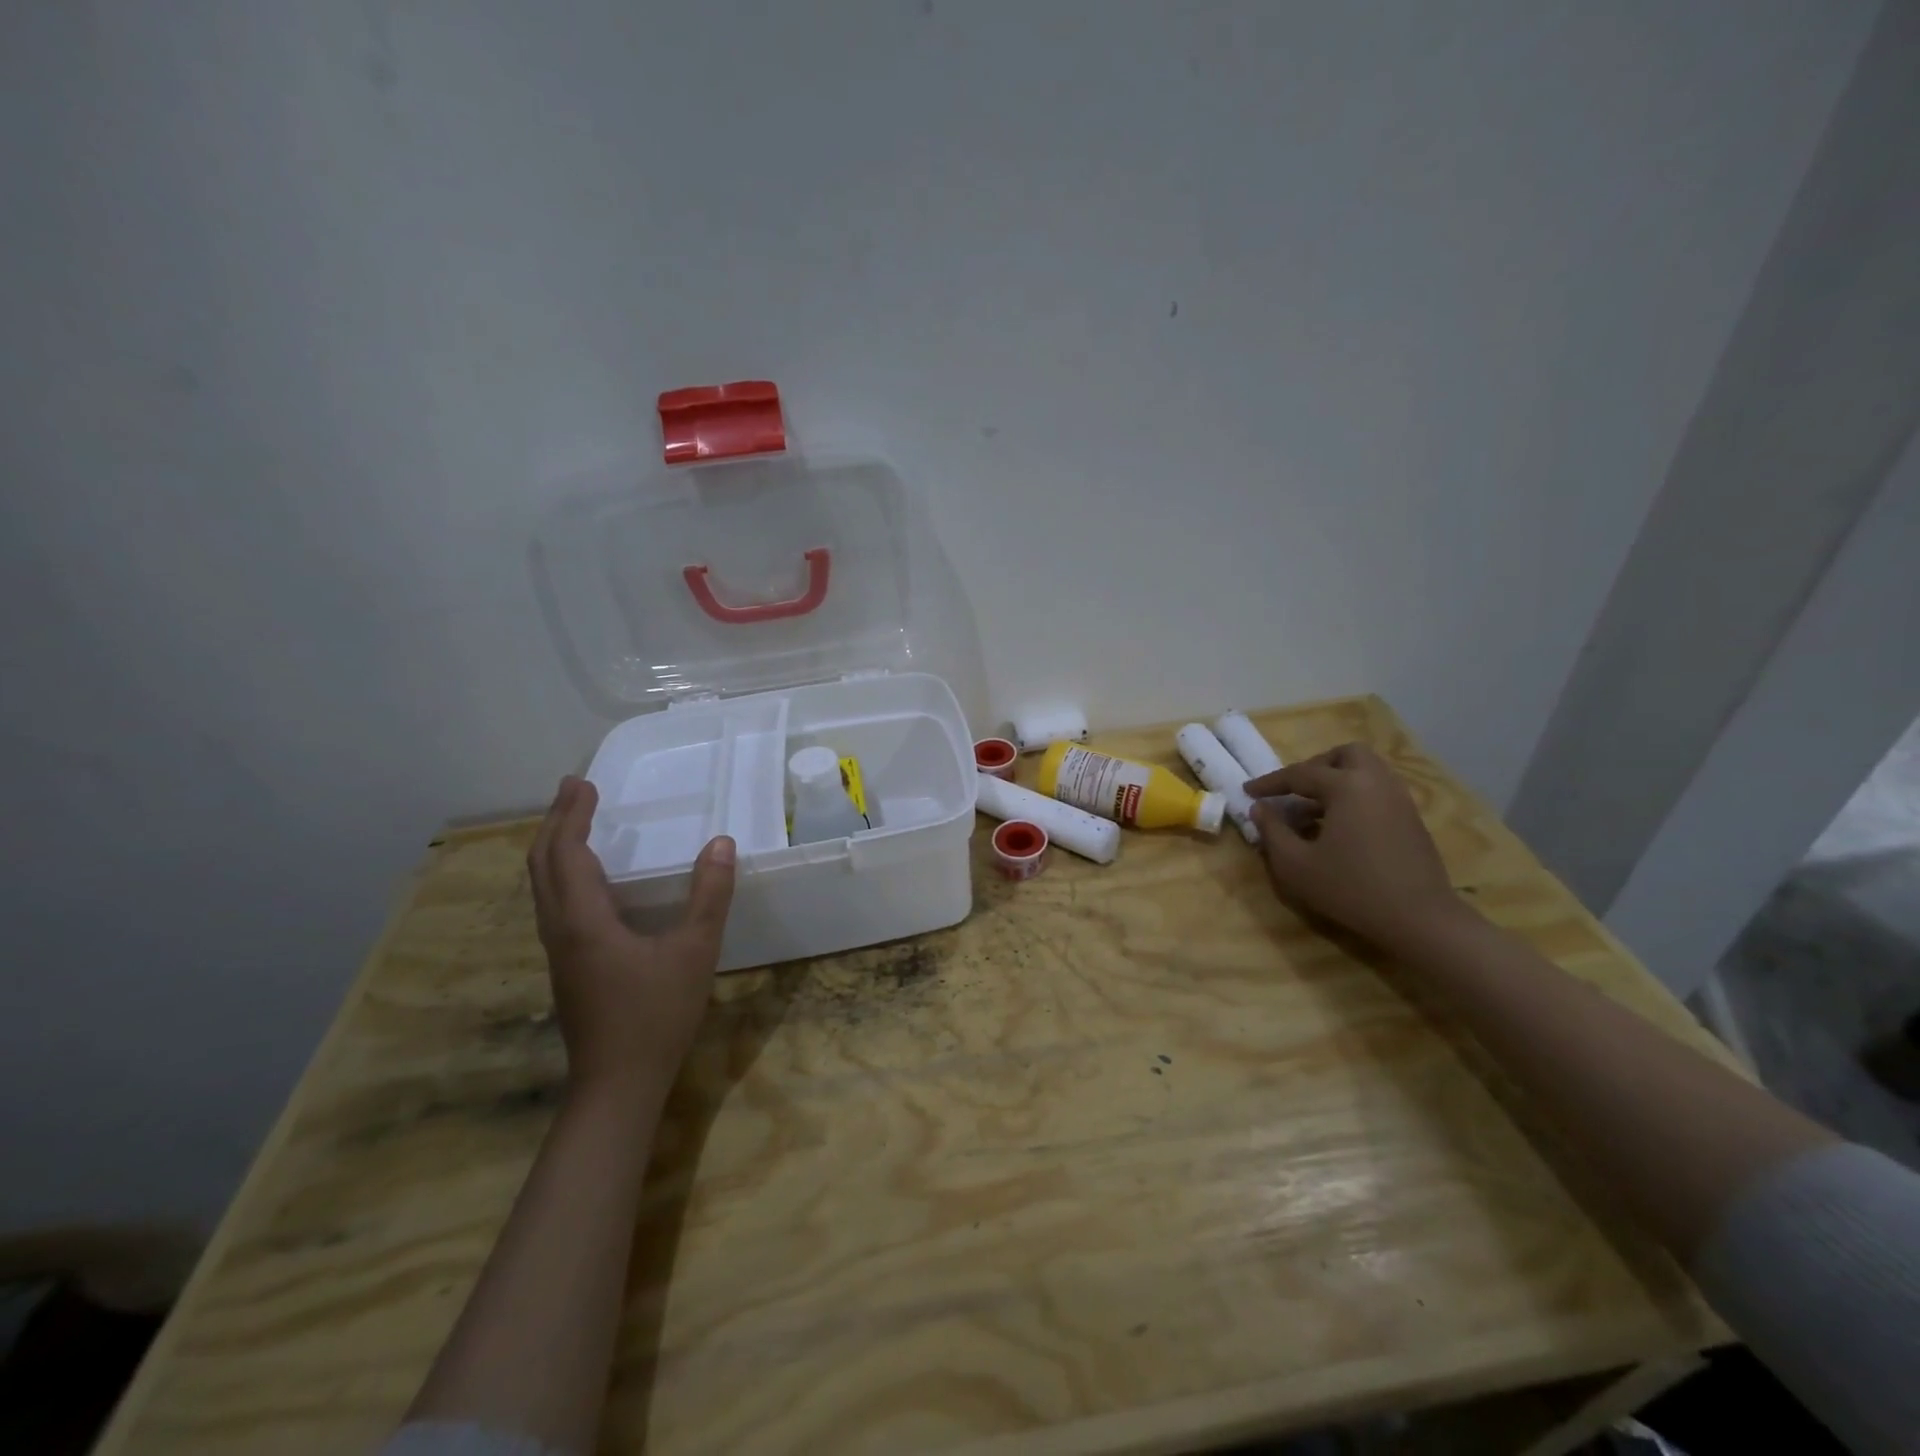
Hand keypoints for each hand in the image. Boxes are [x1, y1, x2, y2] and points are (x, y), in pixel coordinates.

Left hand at [527, 777, 735, 1104]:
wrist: (617, 1085)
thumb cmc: (656, 1015)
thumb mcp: (695, 951)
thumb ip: (709, 895)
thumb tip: (721, 843)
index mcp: (583, 919)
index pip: (566, 852)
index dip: (572, 814)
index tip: (583, 782)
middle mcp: (560, 929)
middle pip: (542, 865)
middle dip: (556, 822)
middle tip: (575, 790)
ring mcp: (559, 950)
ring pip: (543, 887)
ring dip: (555, 848)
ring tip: (575, 823)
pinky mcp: (567, 966)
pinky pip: (553, 904)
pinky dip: (562, 874)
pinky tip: (587, 880)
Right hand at [1246, 743, 1464, 951]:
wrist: (1420, 919)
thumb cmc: (1351, 888)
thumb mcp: (1296, 865)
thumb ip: (1272, 831)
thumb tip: (1259, 809)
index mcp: (1347, 786)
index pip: (1300, 774)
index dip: (1269, 783)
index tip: (1248, 791)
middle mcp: (1376, 782)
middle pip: (1345, 755)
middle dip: (1316, 766)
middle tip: (1295, 790)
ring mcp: (1399, 799)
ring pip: (1366, 771)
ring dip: (1337, 781)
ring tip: (1314, 810)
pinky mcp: (1412, 819)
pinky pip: (1378, 791)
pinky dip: (1355, 797)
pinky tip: (1340, 827)